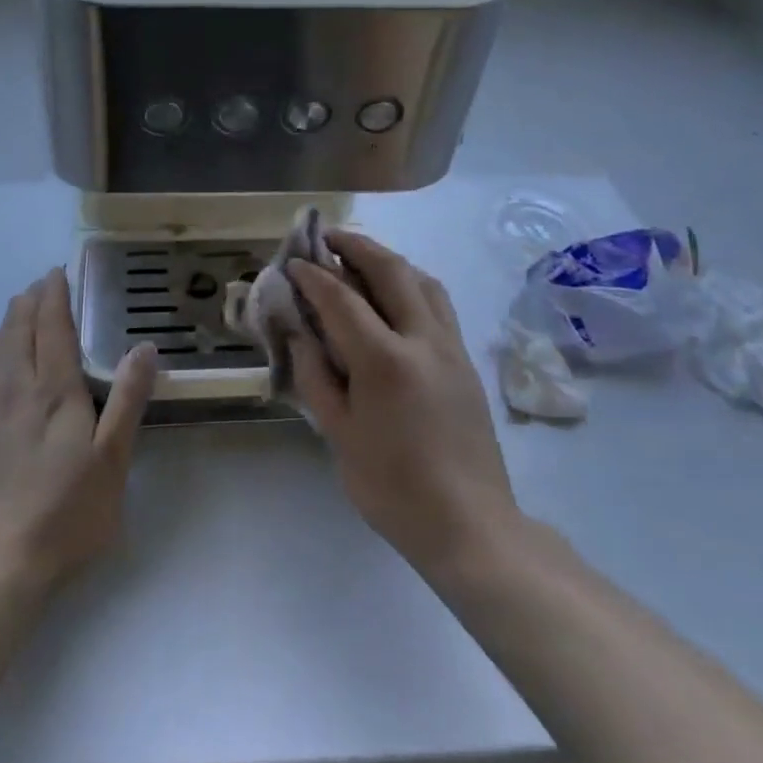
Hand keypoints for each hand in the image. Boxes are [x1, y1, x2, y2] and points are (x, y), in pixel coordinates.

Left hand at [0, 269, 156, 592]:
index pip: (52, 327)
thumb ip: (127, 400)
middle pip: (19, 331)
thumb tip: (145, 346)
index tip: (57, 272)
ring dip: (7, 323)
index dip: (55, 296)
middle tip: (40, 285)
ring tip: (15, 310)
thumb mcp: (111, 462)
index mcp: (53, 391)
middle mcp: (12, 389)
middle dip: (30, 302)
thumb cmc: (62, 516)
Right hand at [288, 234, 519, 575]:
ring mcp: (451, 347)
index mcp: (385, 361)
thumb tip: (298, 334)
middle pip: (390, 270)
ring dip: (388, 260)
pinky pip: (438, 302)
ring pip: (422, 279)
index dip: (313, 276)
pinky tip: (396, 296)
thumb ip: (316, 376)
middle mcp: (423, 340)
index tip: (292, 262)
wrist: (469, 524)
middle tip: (327, 238)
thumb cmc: (393, 487)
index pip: (342, 299)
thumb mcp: (339, 435)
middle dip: (355, 246)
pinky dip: (412, 282)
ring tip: (361, 259)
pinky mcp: (466, 360)